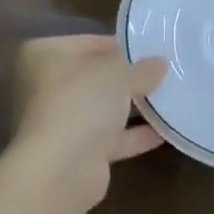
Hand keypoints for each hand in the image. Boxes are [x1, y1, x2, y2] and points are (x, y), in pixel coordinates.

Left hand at [11, 34, 167, 211]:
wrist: (61, 171)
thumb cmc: (81, 102)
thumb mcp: (118, 74)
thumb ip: (140, 68)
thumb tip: (160, 63)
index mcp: (44, 55)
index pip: (89, 42)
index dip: (120, 46)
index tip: (149, 49)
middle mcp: (45, 86)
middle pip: (94, 77)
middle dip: (126, 78)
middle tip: (162, 72)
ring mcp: (59, 122)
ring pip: (100, 109)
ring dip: (131, 107)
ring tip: (169, 98)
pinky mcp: (74, 155)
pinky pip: (108, 138)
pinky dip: (133, 135)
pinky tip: (165, 131)